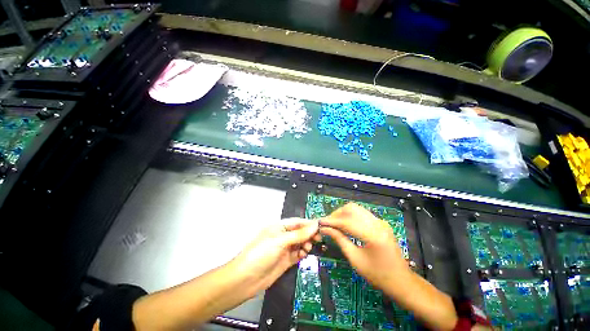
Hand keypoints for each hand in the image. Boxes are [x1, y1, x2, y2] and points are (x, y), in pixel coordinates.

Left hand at [231, 218, 320, 295]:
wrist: (246, 280)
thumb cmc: (260, 254)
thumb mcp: (280, 241)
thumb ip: (298, 234)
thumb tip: (314, 225)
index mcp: (279, 227)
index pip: (297, 222)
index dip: (308, 223)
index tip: (320, 226)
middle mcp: (282, 236)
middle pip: (299, 232)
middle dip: (309, 234)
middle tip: (318, 238)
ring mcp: (284, 249)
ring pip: (300, 243)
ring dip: (306, 243)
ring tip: (308, 247)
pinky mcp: (285, 260)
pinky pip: (297, 254)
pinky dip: (302, 253)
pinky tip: (304, 254)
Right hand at [319, 203, 410, 290]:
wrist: (401, 281)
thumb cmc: (378, 275)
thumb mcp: (355, 260)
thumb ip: (340, 240)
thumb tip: (325, 229)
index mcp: (373, 235)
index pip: (347, 221)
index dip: (331, 221)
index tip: (320, 222)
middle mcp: (378, 223)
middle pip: (352, 209)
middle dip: (337, 214)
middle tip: (327, 223)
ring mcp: (380, 221)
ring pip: (356, 209)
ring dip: (343, 213)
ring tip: (334, 223)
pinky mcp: (380, 223)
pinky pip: (361, 214)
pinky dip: (350, 216)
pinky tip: (344, 224)